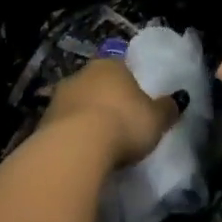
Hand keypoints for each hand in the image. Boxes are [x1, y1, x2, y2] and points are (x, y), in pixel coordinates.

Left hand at [41, 59, 183, 170]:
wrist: (74, 149)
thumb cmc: (123, 124)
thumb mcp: (156, 120)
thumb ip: (167, 109)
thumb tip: (179, 99)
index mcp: (111, 65)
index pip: (120, 66)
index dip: (127, 82)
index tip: (133, 101)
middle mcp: (82, 75)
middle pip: (95, 84)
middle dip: (103, 100)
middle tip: (116, 122)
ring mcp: (58, 98)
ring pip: (76, 105)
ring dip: (84, 119)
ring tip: (98, 144)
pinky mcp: (41, 125)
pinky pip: (62, 128)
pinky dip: (70, 139)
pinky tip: (80, 156)